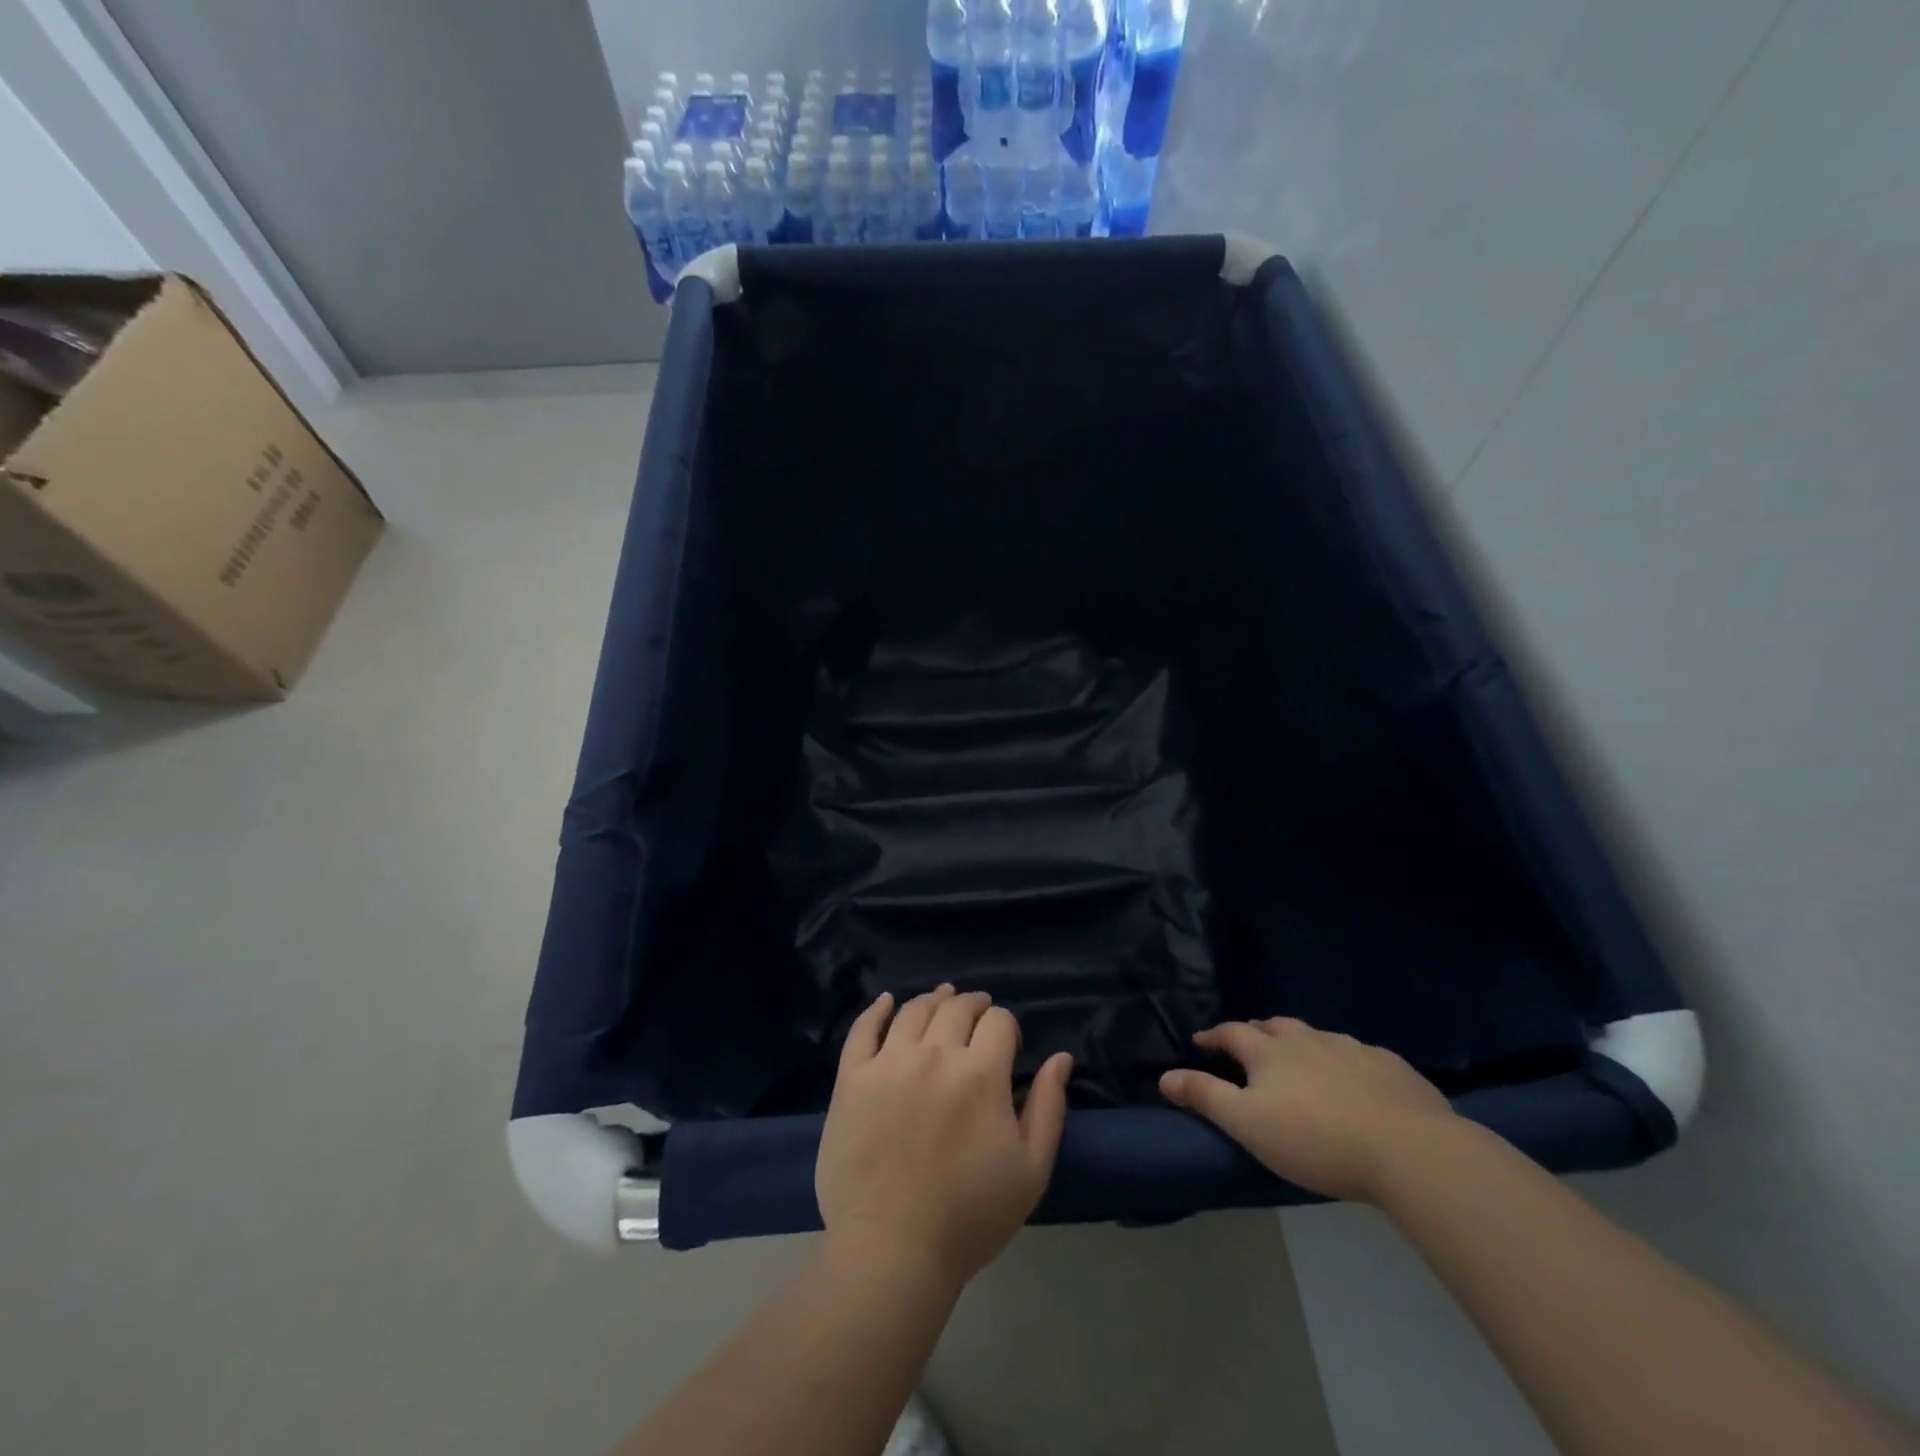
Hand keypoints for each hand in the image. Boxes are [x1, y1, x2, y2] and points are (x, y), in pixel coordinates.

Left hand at [816, 985, 1072, 1287]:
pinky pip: (863, 1029)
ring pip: (914, 1010)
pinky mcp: (852, 1078)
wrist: (892, 1252)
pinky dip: (877, 1008)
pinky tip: (887, 1001)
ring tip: (941, 1000)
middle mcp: (934, 1054)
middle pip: (957, 1007)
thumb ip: (1048, 1106)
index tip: (1007, 1044)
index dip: (1007, 1026)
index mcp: (981, 1074)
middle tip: (977, 1012)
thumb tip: (1061, 1057)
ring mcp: (888, 1063)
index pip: (999, 1020)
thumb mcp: (1031, 1169)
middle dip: (973, 1004)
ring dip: (934, 999)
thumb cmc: (970, 1216)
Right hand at [1159, 1018, 1457, 1203]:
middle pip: (1275, 1026)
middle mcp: (1307, 1039)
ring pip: (1317, 1037)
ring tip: (1300, 1061)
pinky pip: (1360, 1054)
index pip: (1232, 1032)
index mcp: (1269, 1051)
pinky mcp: (1391, 1066)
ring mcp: (1352, 1048)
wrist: (1408, 1149)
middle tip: (1250, 1046)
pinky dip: (1346, 1060)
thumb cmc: (1314, 1138)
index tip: (1202, 1041)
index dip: (1214, 1036)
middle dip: (1257, 1032)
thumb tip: (1165, 1076)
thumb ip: (1205, 1097)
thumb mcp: (1247, 1124)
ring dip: (1301, 1044)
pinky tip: (1355, 1079)